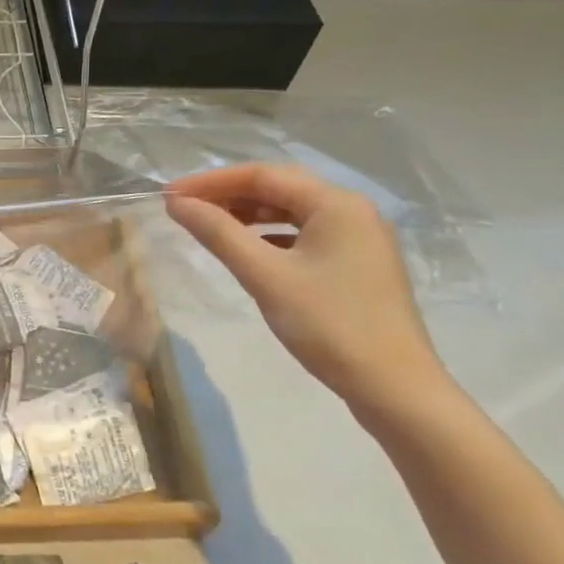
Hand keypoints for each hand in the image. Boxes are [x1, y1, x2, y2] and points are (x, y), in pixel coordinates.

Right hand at [166, 163, 449, 424]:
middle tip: (184, 209)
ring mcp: (359, 238)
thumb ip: (218, 233)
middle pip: (278, 189)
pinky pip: (304, 235)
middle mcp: (352, 210)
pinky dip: (270, 236)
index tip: (170, 195)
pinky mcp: (358, 264)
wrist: (394, 387)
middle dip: (228, 195)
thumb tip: (176, 203)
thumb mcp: (265, 276)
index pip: (262, 175)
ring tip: (208, 226)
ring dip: (248, 215)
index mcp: (336, 203)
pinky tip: (247, 251)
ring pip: (292, 212)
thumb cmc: (328, 324)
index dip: (211, 182)